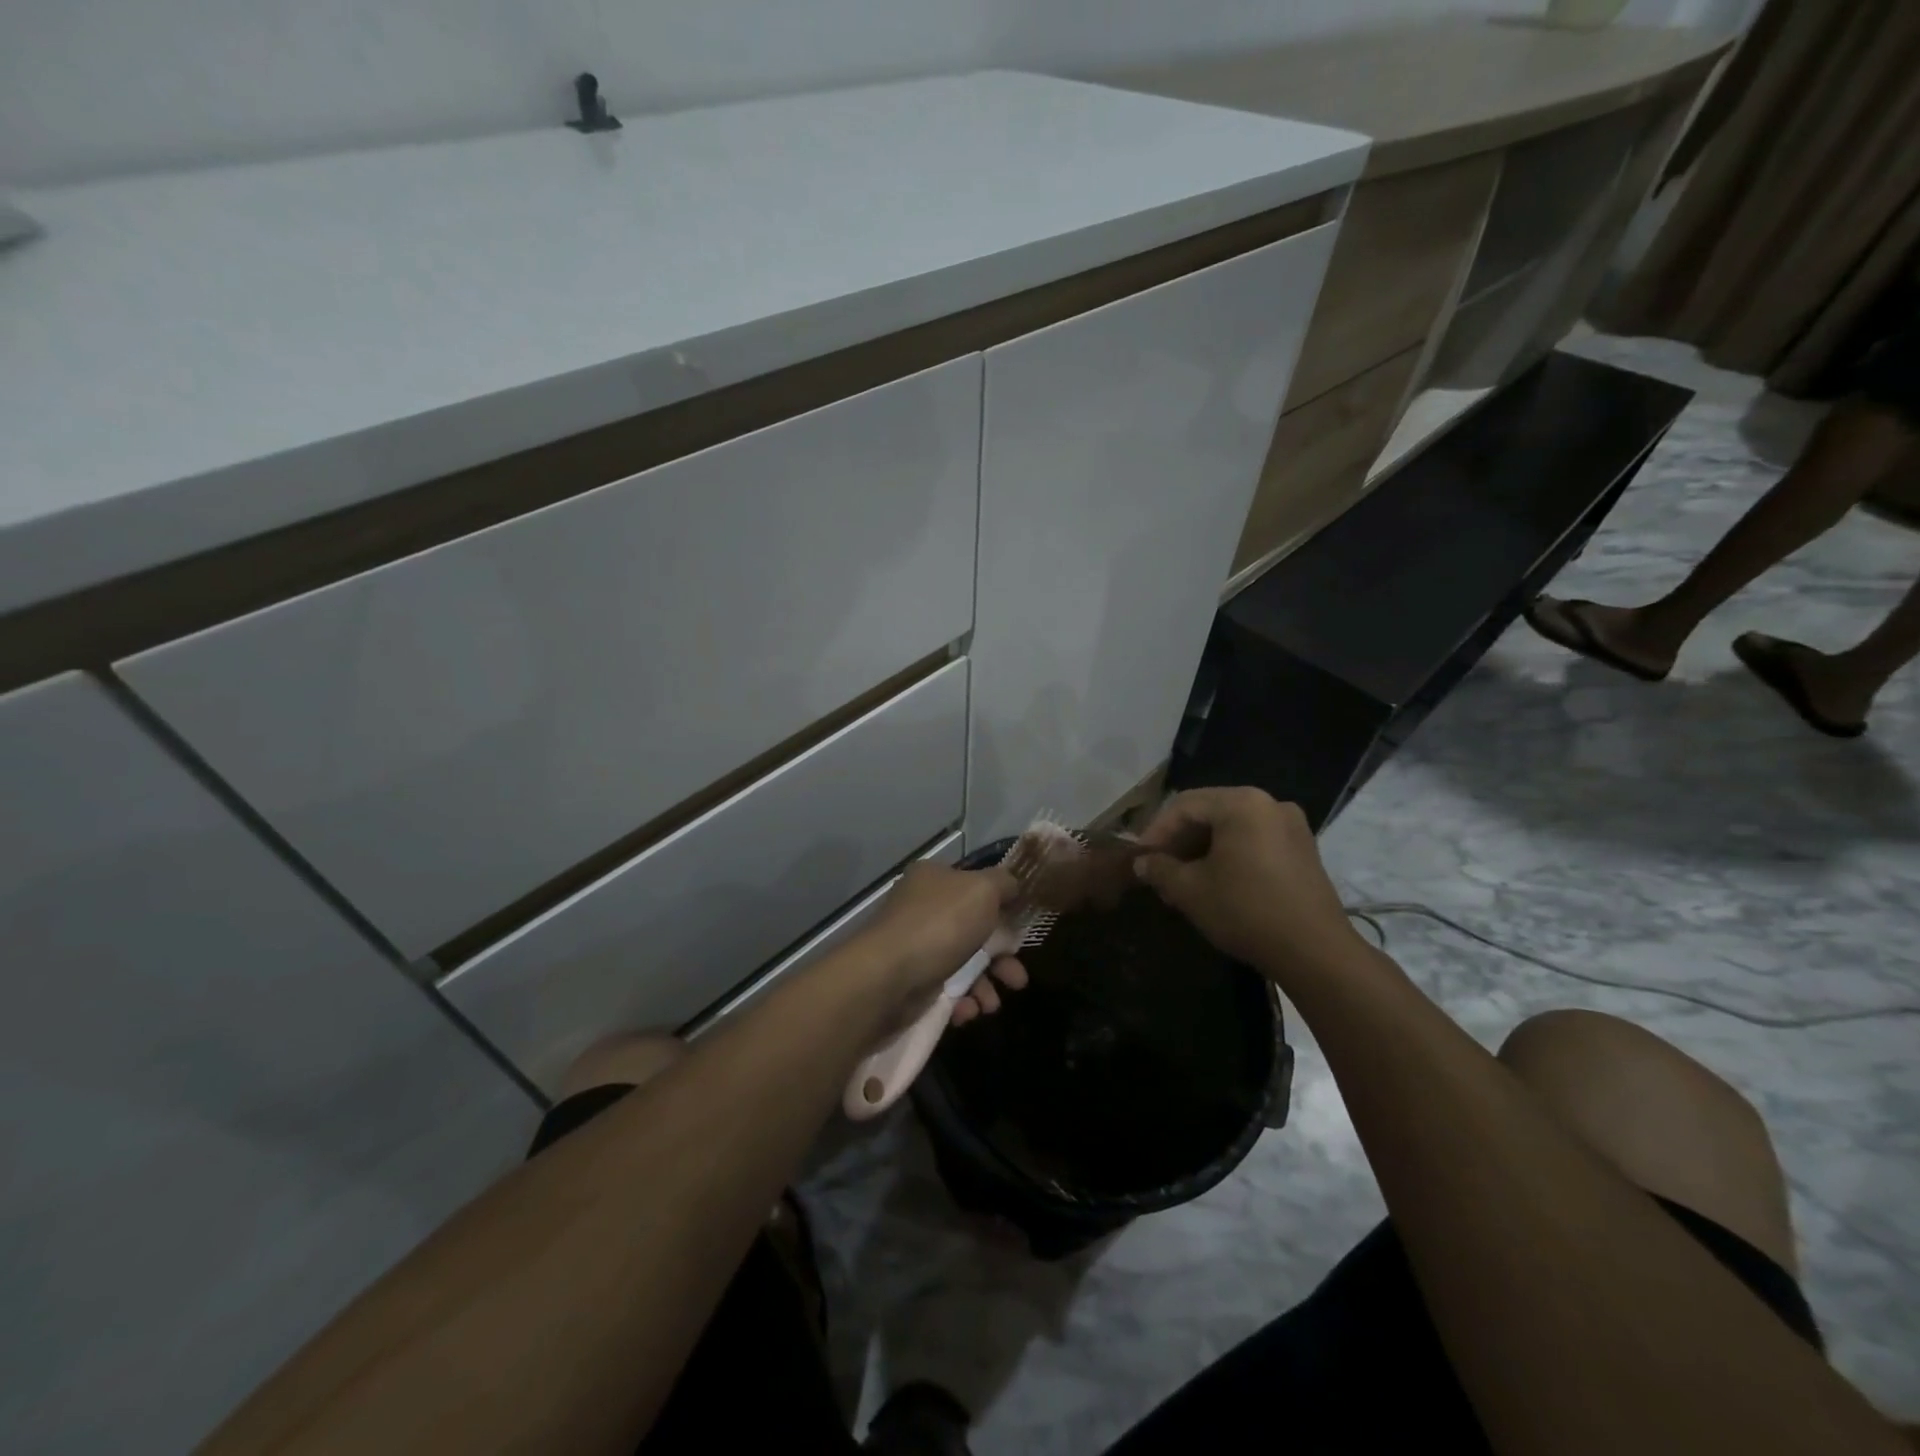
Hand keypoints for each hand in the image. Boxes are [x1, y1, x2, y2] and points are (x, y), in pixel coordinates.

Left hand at [850, 862, 1029, 1024]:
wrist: (887, 978)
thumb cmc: (940, 925)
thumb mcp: (983, 890)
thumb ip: (1004, 883)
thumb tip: (1013, 885)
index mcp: (935, 879)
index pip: (975, 886)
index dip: (1002, 905)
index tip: (1021, 929)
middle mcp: (922, 908)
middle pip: (975, 930)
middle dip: (1001, 958)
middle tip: (1017, 979)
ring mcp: (915, 946)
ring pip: (964, 964)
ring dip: (985, 985)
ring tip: (992, 1004)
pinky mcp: (910, 981)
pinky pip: (946, 989)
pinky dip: (962, 1000)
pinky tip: (968, 1010)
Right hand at [1131, 787, 1361, 981]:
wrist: (1315, 953)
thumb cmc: (1245, 911)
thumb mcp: (1190, 890)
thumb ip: (1159, 869)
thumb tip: (1142, 862)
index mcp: (1242, 803)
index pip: (1184, 806)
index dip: (1156, 831)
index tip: (1139, 858)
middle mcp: (1270, 803)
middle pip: (1210, 812)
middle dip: (1179, 840)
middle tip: (1157, 868)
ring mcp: (1291, 826)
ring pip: (1232, 828)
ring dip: (1202, 849)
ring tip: (1181, 879)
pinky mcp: (1303, 849)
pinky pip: (1254, 840)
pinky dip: (1229, 855)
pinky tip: (1214, 881)